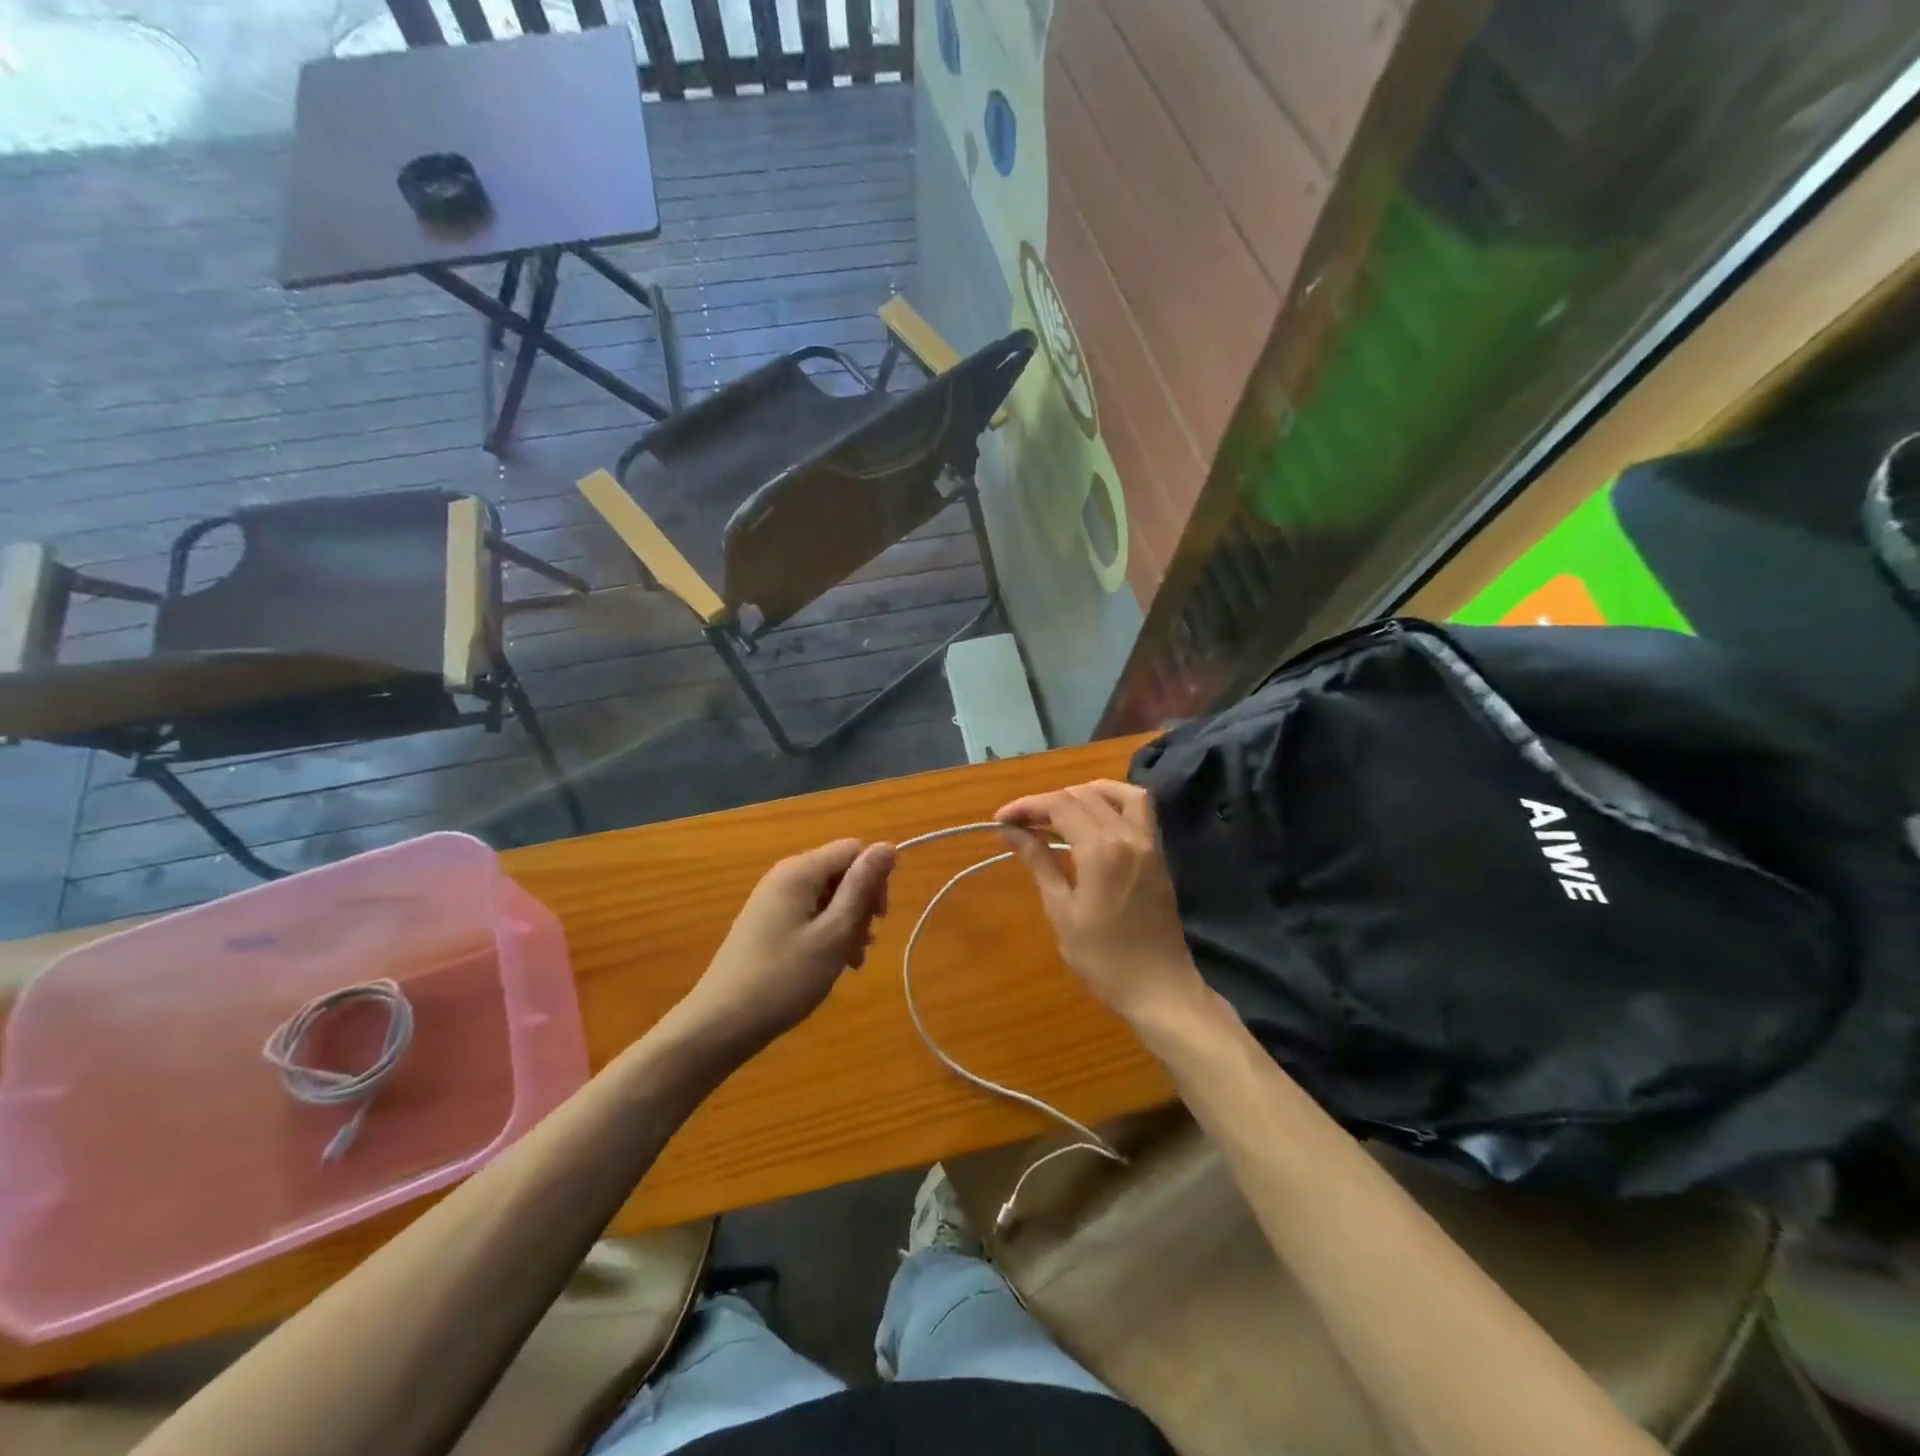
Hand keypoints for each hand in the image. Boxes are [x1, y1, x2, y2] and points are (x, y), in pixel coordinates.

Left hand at [678, 838, 895, 1050]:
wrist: (719, 1024)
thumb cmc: (784, 979)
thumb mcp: (834, 934)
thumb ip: (861, 888)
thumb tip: (888, 845)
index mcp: (800, 871)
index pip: (854, 850)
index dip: (875, 878)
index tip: (879, 919)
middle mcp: (784, 876)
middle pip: (840, 872)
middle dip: (861, 904)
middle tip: (864, 945)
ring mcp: (772, 900)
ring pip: (827, 896)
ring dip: (847, 923)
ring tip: (851, 962)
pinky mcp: (765, 923)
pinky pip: (808, 914)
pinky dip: (826, 933)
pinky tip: (830, 963)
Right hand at [995, 779, 1208, 1027]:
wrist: (1158, 987)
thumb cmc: (1103, 957)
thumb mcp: (1061, 910)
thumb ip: (1038, 862)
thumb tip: (1010, 832)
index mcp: (1101, 849)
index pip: (1059, 805)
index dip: (1026, 806)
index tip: (1000, 820)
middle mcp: (1127, 835)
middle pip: (1083, 795)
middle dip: (1047, 802)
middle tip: (1020, 823)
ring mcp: (1148, 842)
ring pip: (1117, 793)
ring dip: (1084, 792)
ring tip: (1057, 811)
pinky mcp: (1158, 853)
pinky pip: (1139, 808)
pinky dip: (1113, 801)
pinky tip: (1093, 818)